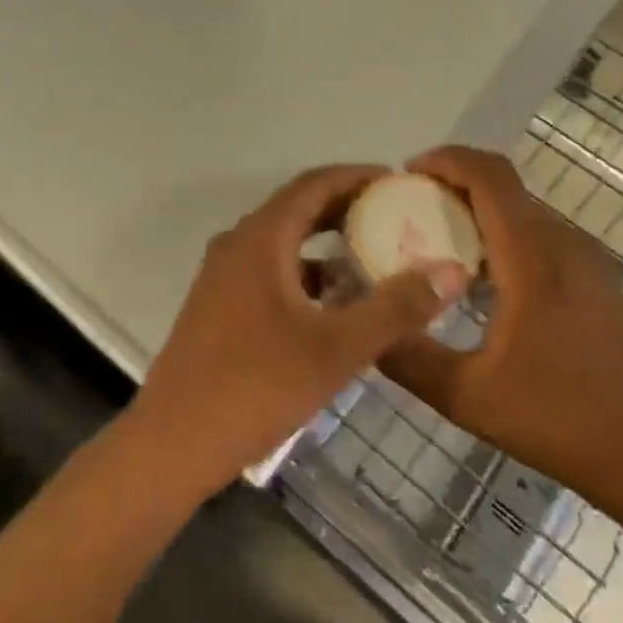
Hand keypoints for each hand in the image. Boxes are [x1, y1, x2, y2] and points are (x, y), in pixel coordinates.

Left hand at [129, 165, 470, 498]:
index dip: (357, 177)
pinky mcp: (218, 305)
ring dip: (325, 242)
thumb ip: (395, 309)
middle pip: (297, 208)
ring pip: (282, 241)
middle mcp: (238, 244)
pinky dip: (304, 273)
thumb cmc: (256, 387)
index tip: (398, 182)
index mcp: (261, 239)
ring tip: (371, 256)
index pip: (314, 184)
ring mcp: (222, 276)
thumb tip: (450, 272)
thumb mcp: (336, 349)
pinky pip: (268, 269)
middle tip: (394, 216)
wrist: (171, 445)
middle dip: (346, 207)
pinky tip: (332, 304)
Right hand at [379, 146, 622, 530]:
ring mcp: (586, 258)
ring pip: (522, 209)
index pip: (490, 177)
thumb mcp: (466, 395)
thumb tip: (367, 326)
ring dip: (478, 210)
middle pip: (504, 186)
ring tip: (438, 242)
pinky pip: (540, 234)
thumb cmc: (557, 419)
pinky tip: (482, 280)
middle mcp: (563, 243)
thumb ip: (408, 356)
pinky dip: (503, 234)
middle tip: (410, 210)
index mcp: (532, 259)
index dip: (447, 160)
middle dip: (454, 184)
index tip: (407, 173)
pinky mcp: (596, 277)